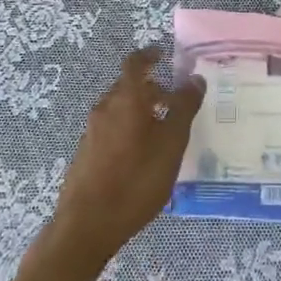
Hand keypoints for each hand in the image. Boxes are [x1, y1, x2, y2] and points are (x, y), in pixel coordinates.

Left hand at [47, 47, 205, 269]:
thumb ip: (184, 108)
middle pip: (128, 87)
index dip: (149, 55)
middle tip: (173, 101)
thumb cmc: (136, 179)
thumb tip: (195, 78)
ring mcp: (92, 131)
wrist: (86, 225)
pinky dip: (128, 130)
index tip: (163, 55)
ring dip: (139, 111)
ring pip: (119, 109)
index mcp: (126, 98)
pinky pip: (110, 129)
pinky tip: (141, 157)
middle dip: (150, 89)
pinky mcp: (85, 154)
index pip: (135, 63)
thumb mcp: (171, 144)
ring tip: (162, 132)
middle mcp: (105, 108)